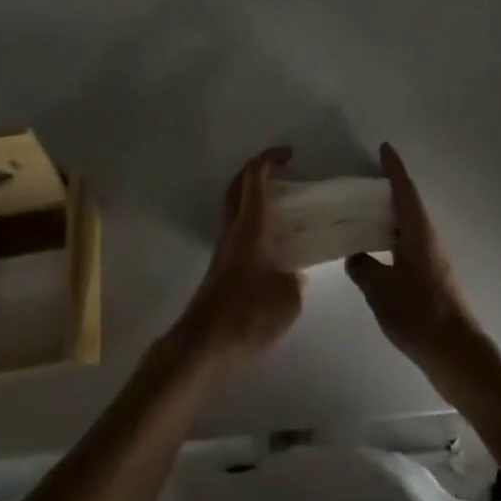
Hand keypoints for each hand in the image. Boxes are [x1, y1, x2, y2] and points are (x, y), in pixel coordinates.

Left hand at [172, 147, 304, 372]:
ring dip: (252, 196)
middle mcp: (233, 229)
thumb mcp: (288, 299)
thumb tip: (296, 274)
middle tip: (281, 171)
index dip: (270, 159)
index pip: (255, 178)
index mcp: (250, 226)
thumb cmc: (248, 314)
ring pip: (235, 207)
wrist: (204, 345)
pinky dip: (252, 221)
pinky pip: (237, 229)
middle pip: (238, 186)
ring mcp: (223, 248)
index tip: (289, 154)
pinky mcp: (220, 268)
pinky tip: (270, 243)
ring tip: (280, 206)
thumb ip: (296, 280)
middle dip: (257, 170)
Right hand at [346, 144, 487, 387]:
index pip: (404, 190)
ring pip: (408, 228)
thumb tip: (355, 255)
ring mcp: (432, 260)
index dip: (394, 168)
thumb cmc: (420, 313)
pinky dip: (392, 241)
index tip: (384, 148)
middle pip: (407, 206)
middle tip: (362, 184)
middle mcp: (428, 239)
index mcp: (418, 231)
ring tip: (363, 216)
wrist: (457, 355)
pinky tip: (377, 254)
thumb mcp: (381, 290)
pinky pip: (408, 247)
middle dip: (388, 191)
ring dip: (389, 218)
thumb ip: (363, 268)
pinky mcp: (432, 280)